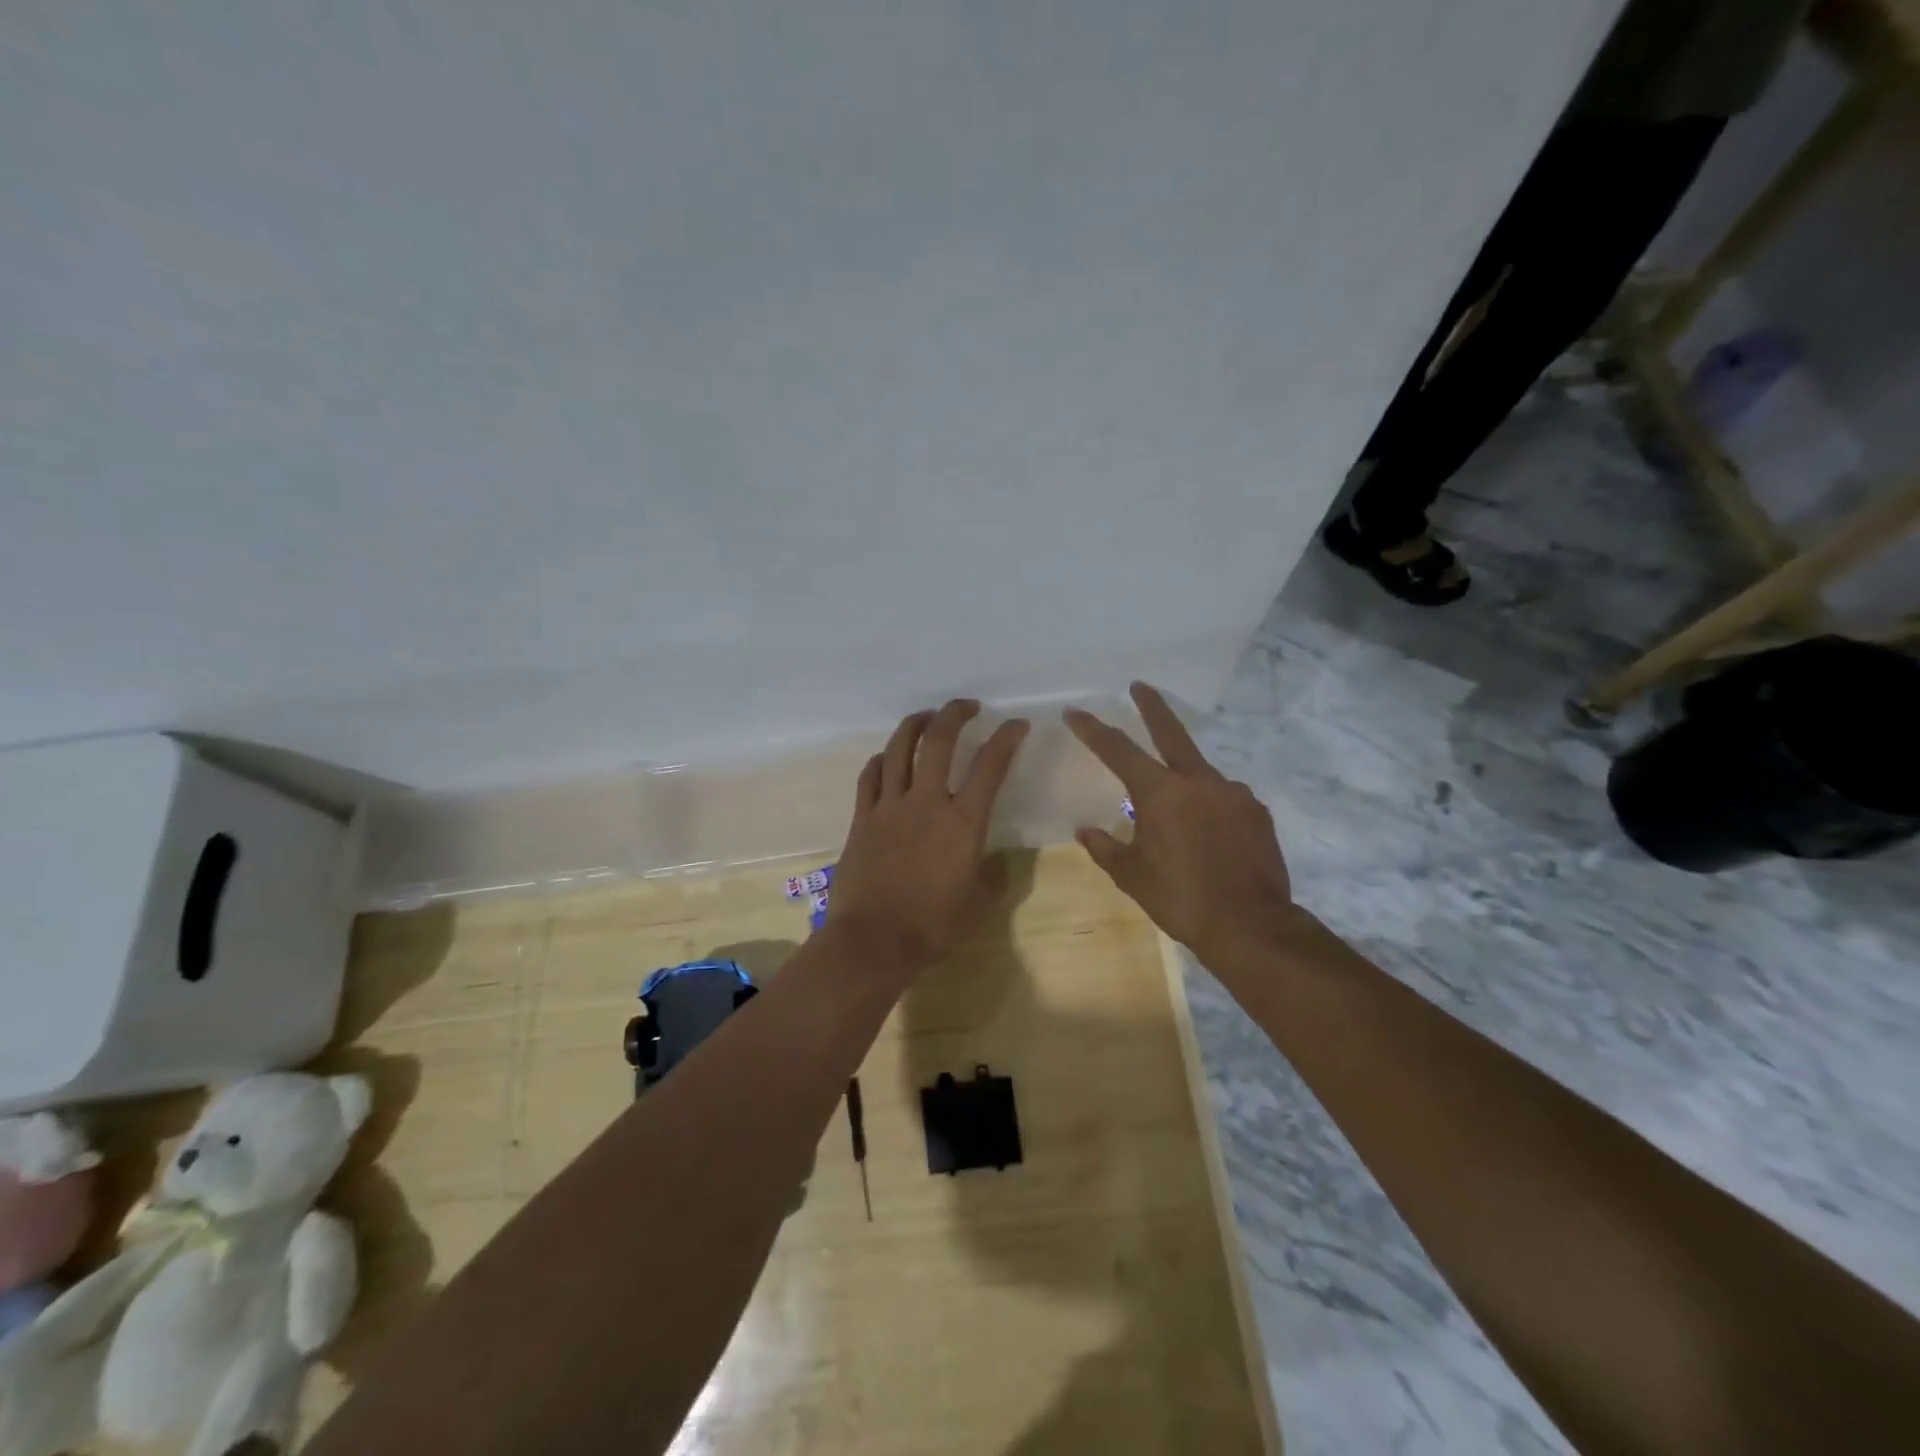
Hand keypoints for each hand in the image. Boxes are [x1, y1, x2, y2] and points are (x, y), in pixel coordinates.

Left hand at [829, 699, 1030, 978]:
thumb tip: (996, 861)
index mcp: (963, 822)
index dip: (1006, 738)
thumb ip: (993, 877)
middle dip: (954, 714)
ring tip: (926, 717)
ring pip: (899, 749)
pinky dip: (882, 759)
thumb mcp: (978, 905)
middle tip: (966, 706)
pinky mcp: (861, 818)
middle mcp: (926, 803)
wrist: (873, 941)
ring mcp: (889, 807)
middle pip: (939, 741)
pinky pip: (870, 776)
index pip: (990, 766)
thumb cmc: (932, 927)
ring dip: (914, 725)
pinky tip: (888, 758)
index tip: (1016, 724)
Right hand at [1066, 682, 1302, 964]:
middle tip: (1140, 686)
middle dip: (1151, 706)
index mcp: (1160, 793)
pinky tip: (1210, 834)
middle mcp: (1198, 781)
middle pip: (1171, 732)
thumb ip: (1105, 848)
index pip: (1118, 750)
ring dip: (1184, 780)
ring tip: (1179, 816)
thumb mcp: (1132, 877)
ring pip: (1200, 775)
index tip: (1076, 712)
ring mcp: (1233, 793)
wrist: (1251, 926)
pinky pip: (1226, 799)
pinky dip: (1211, 807)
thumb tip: (1084, 831)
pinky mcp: (1257, 811)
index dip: (1093, 730)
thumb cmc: (1181, 899)